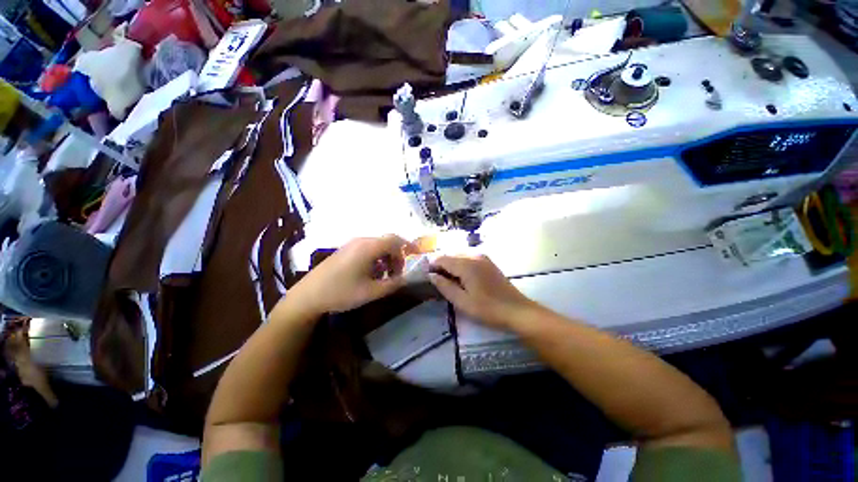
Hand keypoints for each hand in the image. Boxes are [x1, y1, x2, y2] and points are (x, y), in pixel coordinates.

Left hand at [290, 235, 413, 315]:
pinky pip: (367, 248)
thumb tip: (408, 278)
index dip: (408, 247)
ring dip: (386, 257)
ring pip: (378, 245)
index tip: (415, 258)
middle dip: (397, 255)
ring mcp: (352, 244)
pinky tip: (371, 273)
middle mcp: (361, 241)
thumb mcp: (371, 292)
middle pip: (387, 241)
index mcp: (369, 247)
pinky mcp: (345, 250)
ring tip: (385, 276)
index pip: (395, 240)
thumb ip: (393, 284)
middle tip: (397, 273)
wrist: (308, 295)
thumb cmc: (341, 293)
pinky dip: (376, 258)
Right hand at [429, 255, 537, 329]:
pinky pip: (469, 259)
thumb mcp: (462, 301)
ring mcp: (483, 257)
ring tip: (448, 281)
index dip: (432, 266)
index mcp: (466, 264)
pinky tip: (462, 278)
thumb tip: (431, 275)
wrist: (517, 310)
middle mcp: (474, 256)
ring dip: (451, 265)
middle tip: (437, 282)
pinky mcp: (488, 262)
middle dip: (441, 265)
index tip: (427, 278)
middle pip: (451, 255)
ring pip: (459, 256)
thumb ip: (444, 286)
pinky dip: (461, 265)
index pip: (442, 259)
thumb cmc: (488, 309)